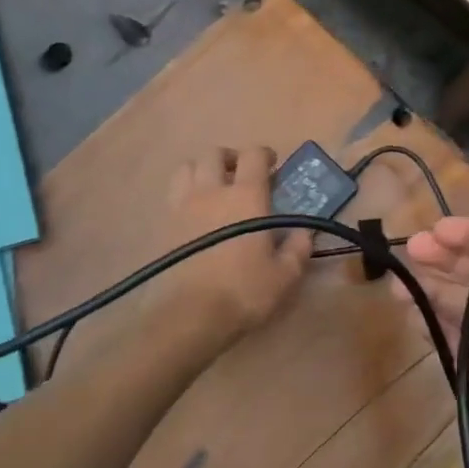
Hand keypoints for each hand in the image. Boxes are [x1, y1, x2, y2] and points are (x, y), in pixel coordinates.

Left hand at [149, 146, 312, 347]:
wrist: (191, 315)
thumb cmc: (244, 291)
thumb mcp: (284, 276)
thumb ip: (298, 249)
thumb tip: (304, 233)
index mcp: (246, 196)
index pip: (253, 155)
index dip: (264, 155)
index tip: (273, 166)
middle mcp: (212, 190)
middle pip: (214, 153)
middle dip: (230, 158)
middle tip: (241, 175)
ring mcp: (183, 205)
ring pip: (187, 167)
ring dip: (202, 170)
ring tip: (213, 188)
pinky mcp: (164, 224)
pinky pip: (173, 193)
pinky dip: (185, 192)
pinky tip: (195, 212)